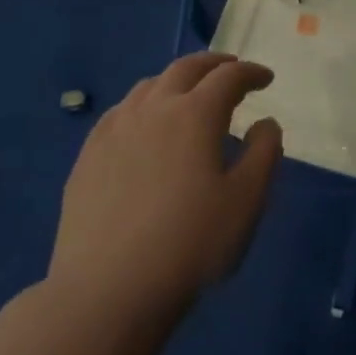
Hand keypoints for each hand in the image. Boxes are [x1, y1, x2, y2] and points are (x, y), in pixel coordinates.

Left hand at [48, 53, 281, 318]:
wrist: (108, 290)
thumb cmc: (190, 244)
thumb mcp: (247, 202)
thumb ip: (264, 153)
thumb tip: (265, 122)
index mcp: (195, 114)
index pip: (228, 77)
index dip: (251, 73)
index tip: (266, 79)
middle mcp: (153, 108)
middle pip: (186, 68)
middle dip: (214, 64)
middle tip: (232, 71)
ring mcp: (115, 129)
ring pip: (149, 85)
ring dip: (178, 81)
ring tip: (191, 95)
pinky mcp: (89, 154)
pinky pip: (121, 111)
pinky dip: (145, 104)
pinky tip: (146, 126)